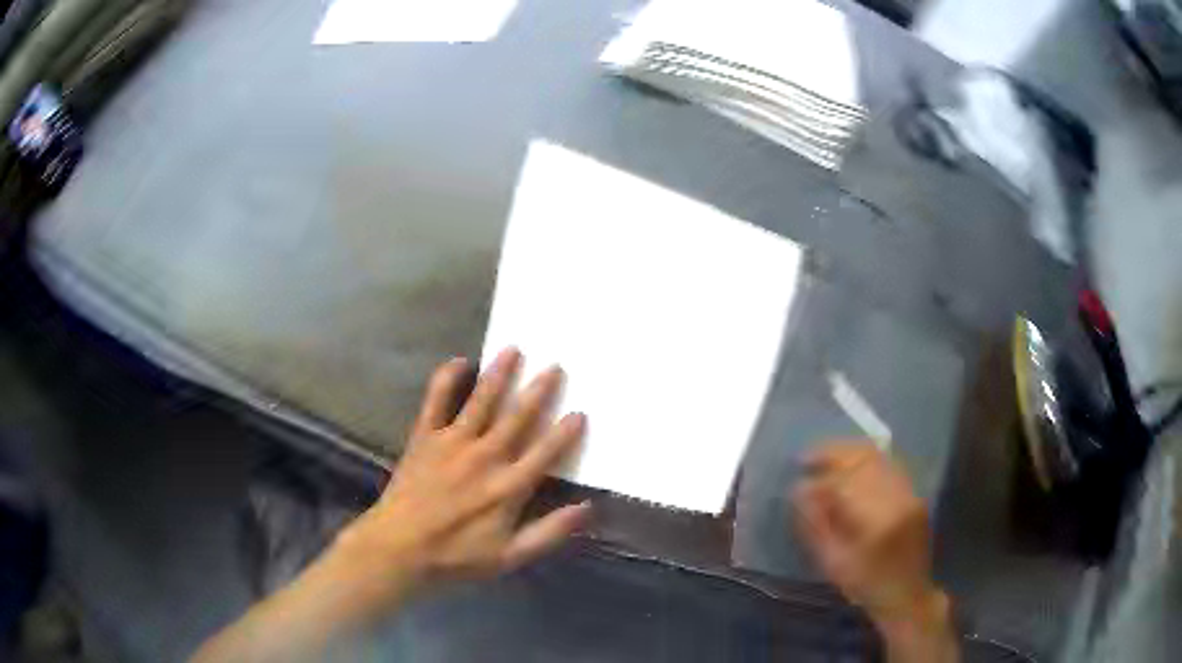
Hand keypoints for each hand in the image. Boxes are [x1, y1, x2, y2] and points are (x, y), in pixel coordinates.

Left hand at [332, 347, 590, 603]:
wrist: (399, 547)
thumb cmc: (456, 556)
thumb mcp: (509, 557)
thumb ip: (549, 532)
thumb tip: (587, 508)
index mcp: (508, 487)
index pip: (545, 453)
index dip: (565, 433)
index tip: (580, 412)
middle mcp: (485, 457)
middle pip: (517, 417)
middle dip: (538, 391)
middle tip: (554, 366)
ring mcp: (453, 443)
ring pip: (482, 401)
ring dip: (499, 375)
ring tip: (513, 349)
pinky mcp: (425, 437)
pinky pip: (436, 402)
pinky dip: (446, 379)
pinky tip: (458, 361)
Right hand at [794, 442, 956, 662]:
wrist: (908, 594)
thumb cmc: (866, 586)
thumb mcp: (833, 564)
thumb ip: (815, 526)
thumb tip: (799, 493)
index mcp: (876, 521)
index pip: (842, 485)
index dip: (816, 482)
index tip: (796, 485)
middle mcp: (896, 497)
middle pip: (863, 459)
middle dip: (831, 453)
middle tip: (806, 457)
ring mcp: (909, 491)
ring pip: (877, 457)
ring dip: (848, 452)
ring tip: (825, 454)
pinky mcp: (914, 492)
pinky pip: (888, 464)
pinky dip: (866, 459)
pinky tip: (851, 464)